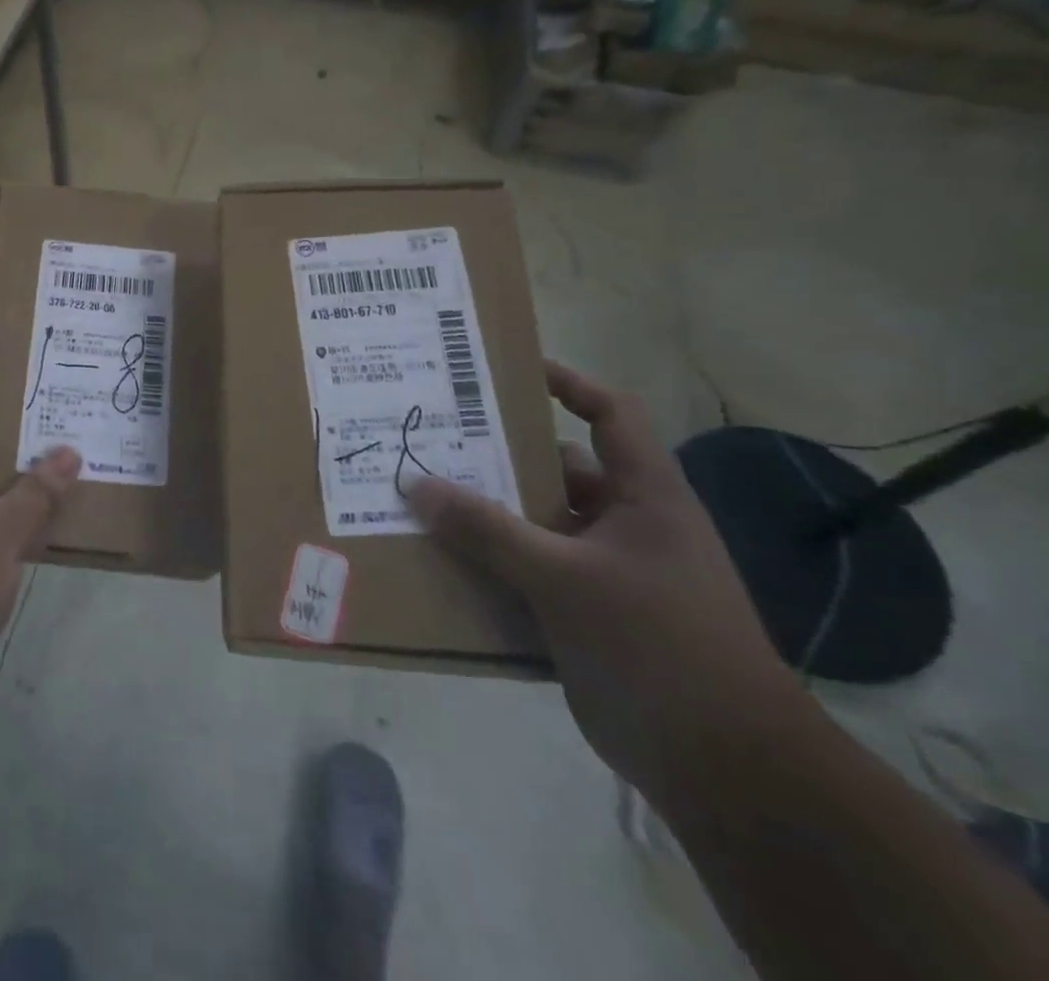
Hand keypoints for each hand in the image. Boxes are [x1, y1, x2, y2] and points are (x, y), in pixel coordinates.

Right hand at [409, 360, 809, 801]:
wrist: (724, 768)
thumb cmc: (658, 646)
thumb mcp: (564, 579)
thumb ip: (488, 531)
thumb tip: (416, 485)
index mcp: (644, 497)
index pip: (610, 414)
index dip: (567, 382)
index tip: (505, 371)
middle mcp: (626, 523)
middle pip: (556, 468)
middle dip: (498, 455)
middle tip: (435, 438)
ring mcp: (607, 570)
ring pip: (536, 523)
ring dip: (486, 515)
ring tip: (423, 497)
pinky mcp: (587, 612)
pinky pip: (528, 570)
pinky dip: (491, 564)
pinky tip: (442, 562)